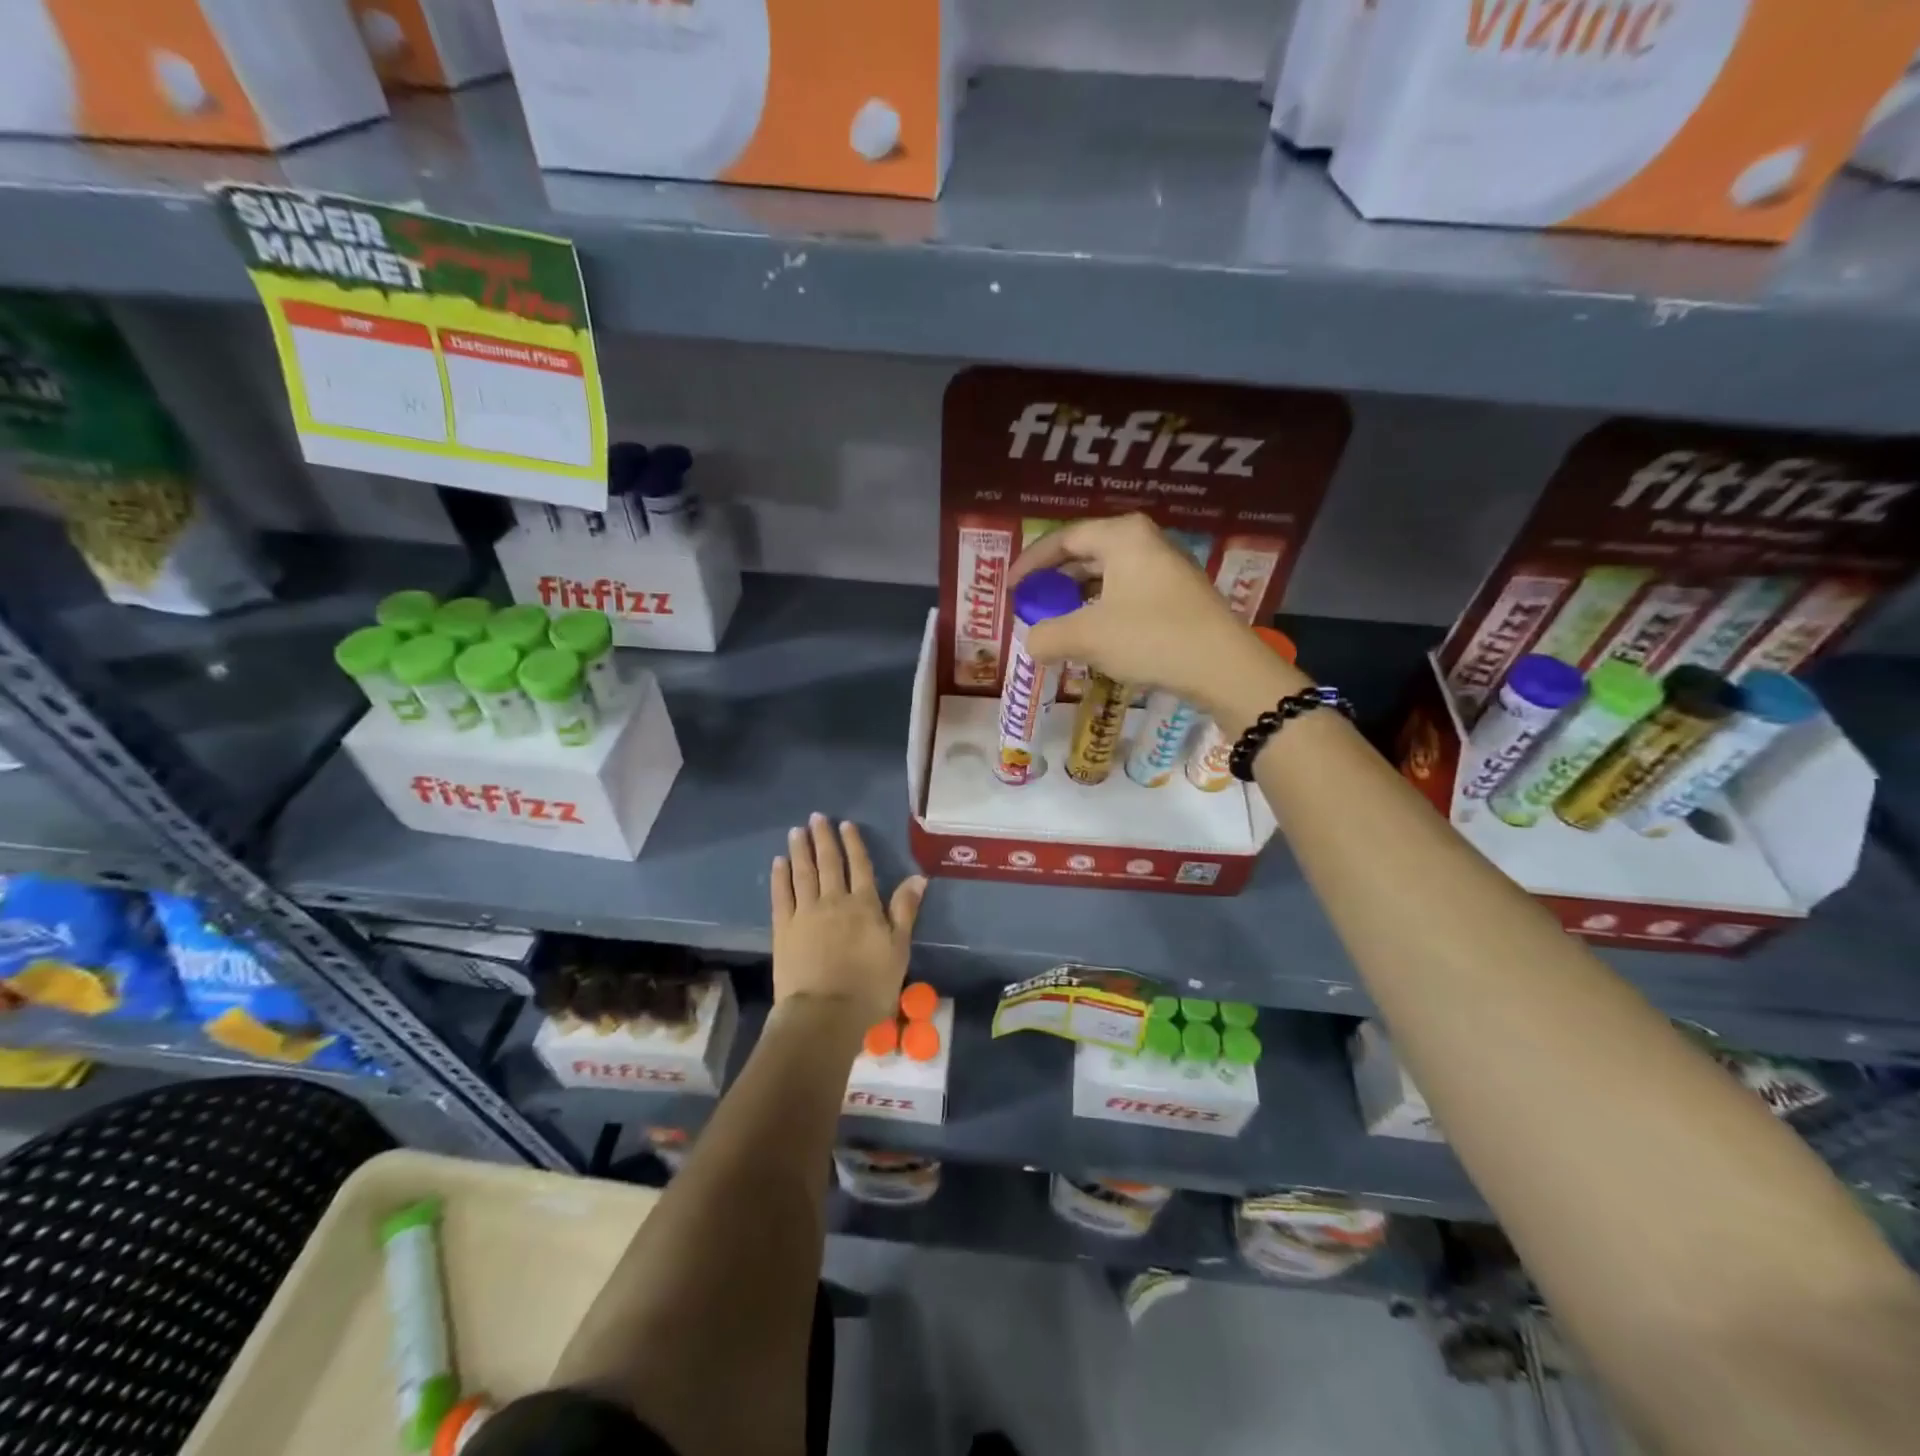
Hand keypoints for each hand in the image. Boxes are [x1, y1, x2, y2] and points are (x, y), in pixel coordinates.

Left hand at [771, 814, 925, 1027]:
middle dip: (823, 838)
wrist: (825, 1013)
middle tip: (816, 817)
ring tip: (796, 831)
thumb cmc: (870, 985)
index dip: (853, 843)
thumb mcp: (898, 948)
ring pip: (803, 873)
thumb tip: (918, 877)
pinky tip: (778, 862)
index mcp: (864, 904)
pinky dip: (780, 876)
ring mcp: (805, 912)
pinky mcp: (783, 928)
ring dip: (800, 850)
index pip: (859, 866)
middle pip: (828, 863)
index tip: (845, 825)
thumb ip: (905, 910)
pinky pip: (781, 895)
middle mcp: (834, 900)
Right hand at [1007, 513, 1307, 715]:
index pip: (1063, 539)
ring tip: (1059, 624)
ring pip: (1108, 577)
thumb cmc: (1150, 637)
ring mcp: (1167, 568)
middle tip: (1033, 605)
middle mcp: (1146, 542)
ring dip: (1079, 599)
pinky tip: (1095, 638)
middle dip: (1055, 581)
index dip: (1031, 563)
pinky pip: (1128, 595)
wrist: (1224, 668)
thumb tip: (1031, 642)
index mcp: (1122, 536)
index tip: (1010, 588)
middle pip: (1086, 554)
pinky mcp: (1180, 596)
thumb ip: (1047, 636)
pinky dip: (1103, 611)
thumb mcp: (1087, 637)